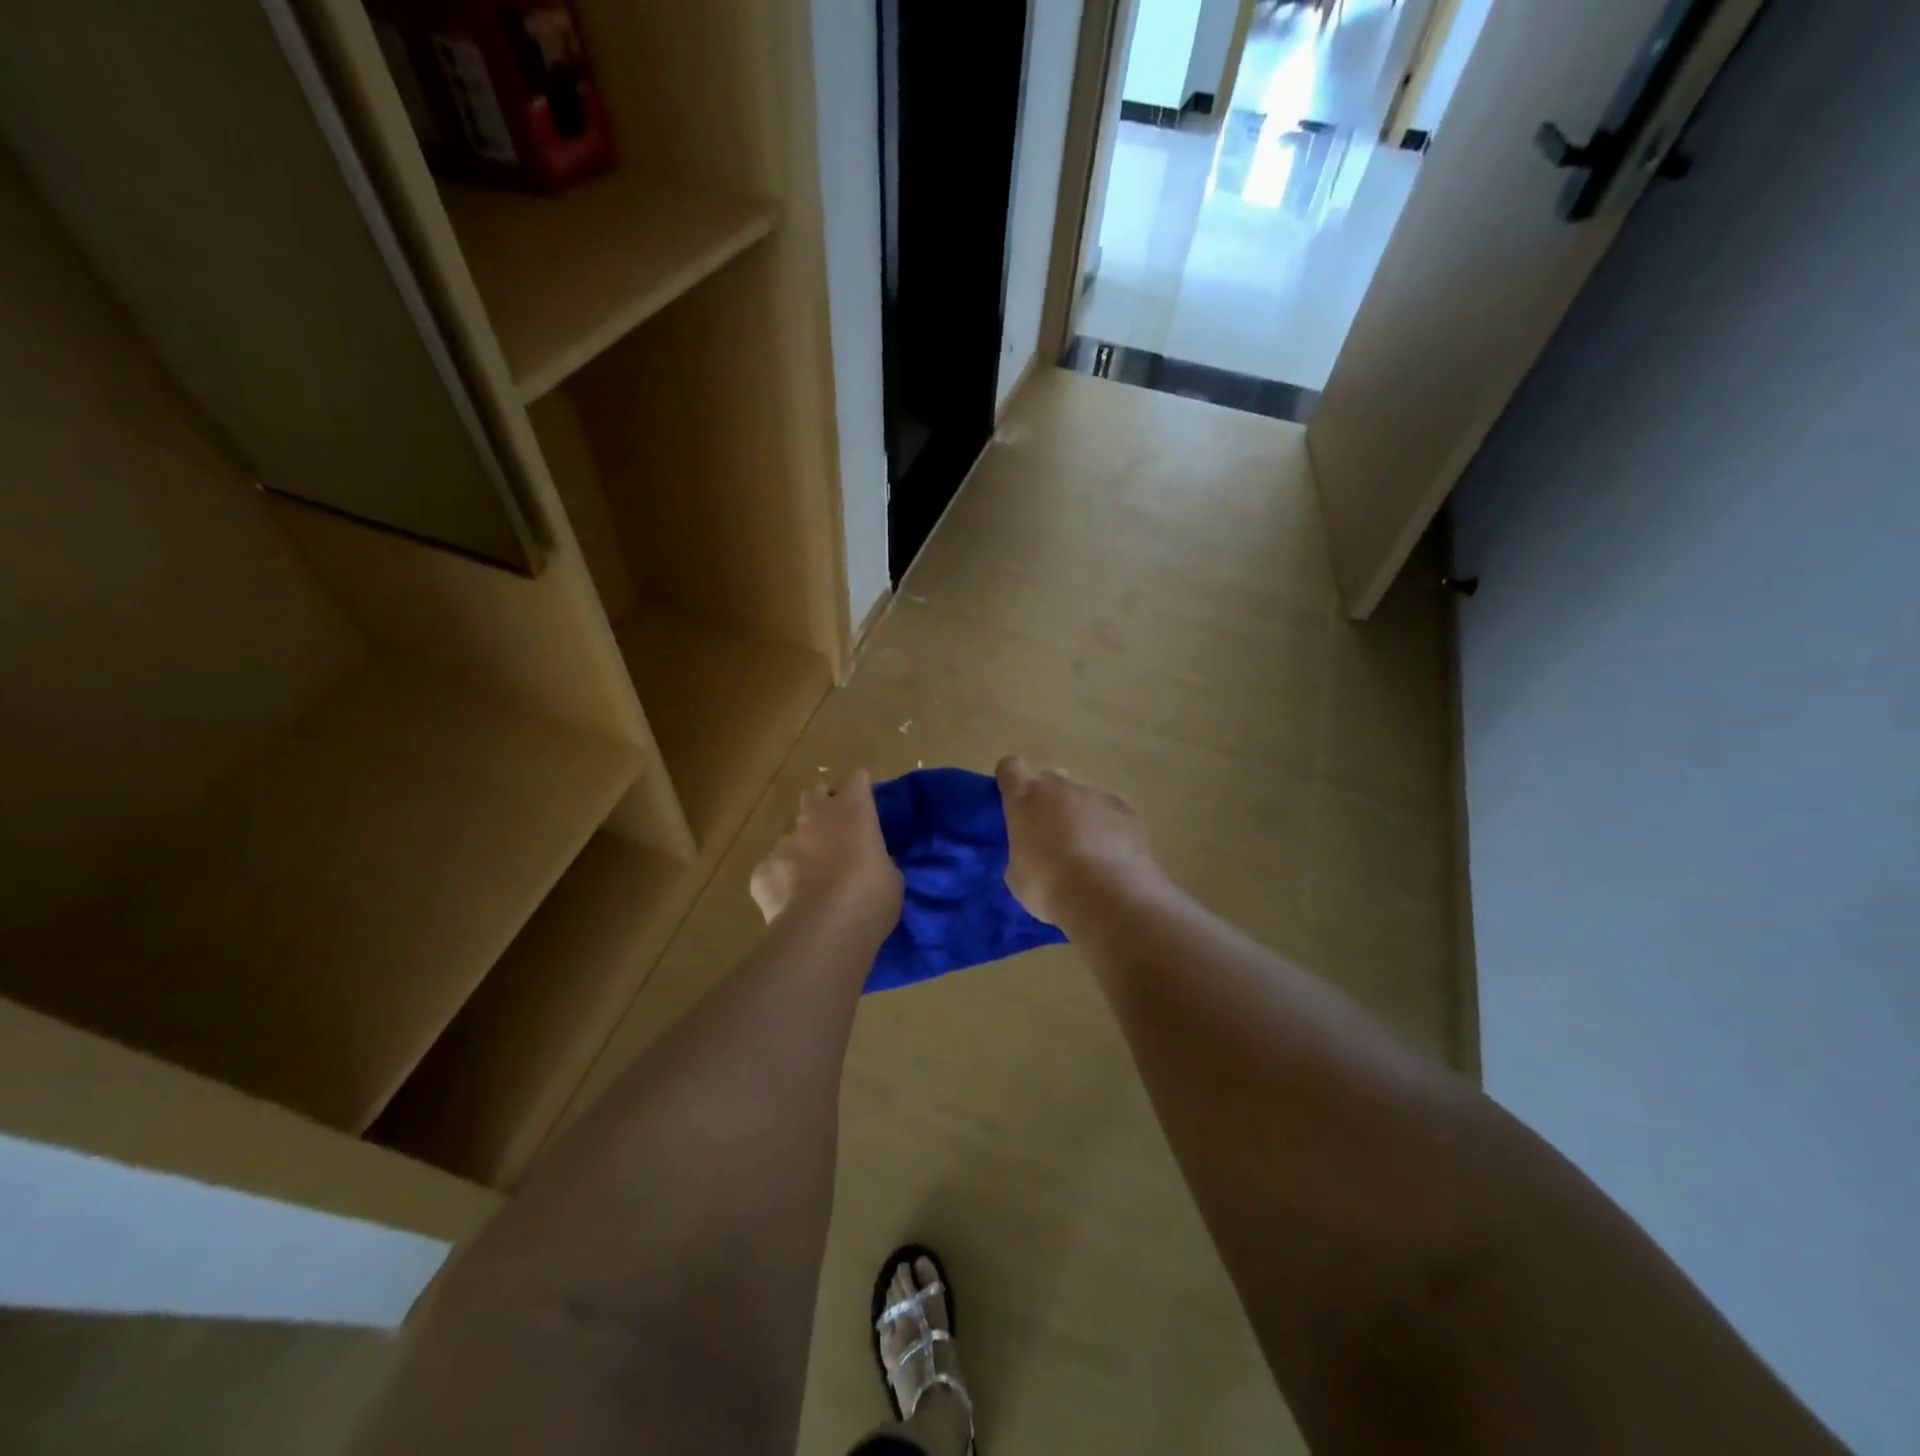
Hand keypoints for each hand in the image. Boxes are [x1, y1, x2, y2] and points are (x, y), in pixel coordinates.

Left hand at [751, 770, 902, 931]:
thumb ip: (877, 860)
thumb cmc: (870, 897)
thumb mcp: (890, 876)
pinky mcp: (762, 870)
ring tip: (815, 879)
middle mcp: (815, 816)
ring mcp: (784, 842)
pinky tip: (794, 903)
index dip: (861, 791)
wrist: (823, 930)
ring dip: (804, 848)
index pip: (858, 780)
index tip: (866, 807)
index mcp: (853, 809)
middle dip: (824, 805)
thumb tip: (870, 863)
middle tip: (836, 832)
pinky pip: (774, 869)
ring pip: (792, 834)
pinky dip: (783, 880)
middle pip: (815, 793)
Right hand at [996, 757, 1159, 927]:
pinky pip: (1112, 809)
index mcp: (1025, 798)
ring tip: (1088, 851)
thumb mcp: (1017, 874)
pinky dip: (1110, 824)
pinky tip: (1113, 852)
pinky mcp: (1125, 808)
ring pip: (1083, 796)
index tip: (1014, 798)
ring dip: (1081, 815)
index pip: (1010, 768)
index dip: (1011, 780)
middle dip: (1049, 800)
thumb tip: (1033, 851)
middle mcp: (1060, 787)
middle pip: (1050, 780)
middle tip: (1051, 834)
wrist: (1104, 896)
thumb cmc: (1048, 886)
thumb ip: (1022, 850)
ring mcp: (1095, 794)